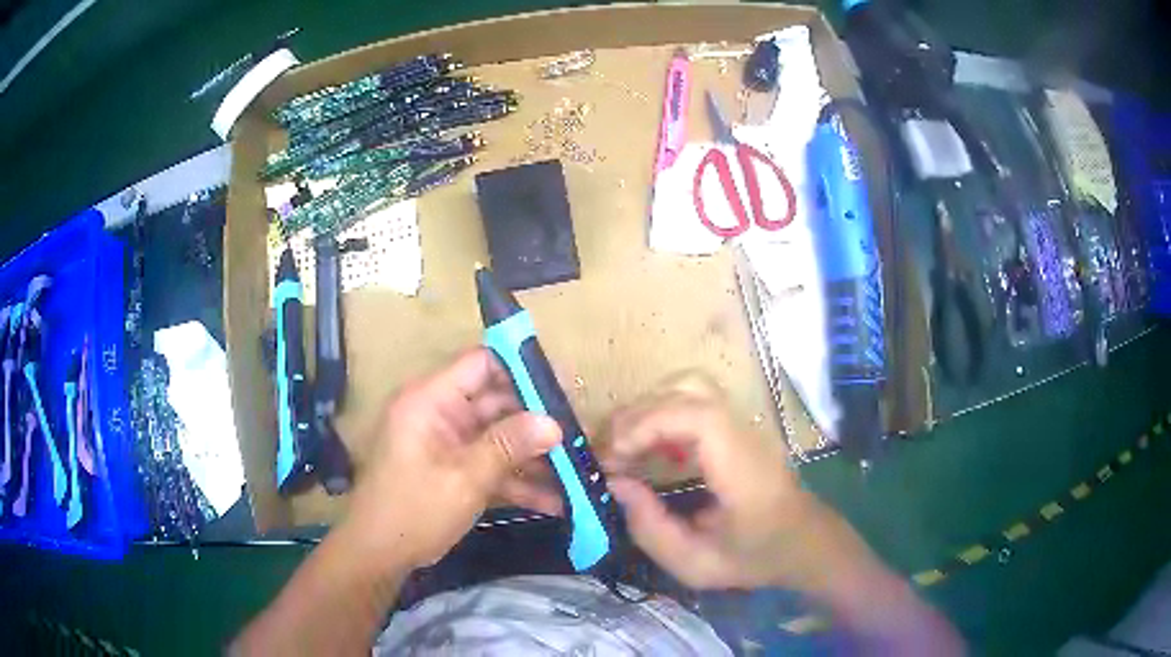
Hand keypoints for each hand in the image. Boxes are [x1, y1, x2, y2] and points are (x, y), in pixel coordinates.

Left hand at [344, 348, 561, 569]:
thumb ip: (508, 446)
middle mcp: (441, 414)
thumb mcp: (464, 478)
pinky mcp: (456, 470)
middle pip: (498, 404)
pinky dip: (518, 482)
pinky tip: (556, 502)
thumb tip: (555, 422)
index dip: (522, 369)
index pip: (482, 364)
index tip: (563, 387)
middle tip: (581, 437)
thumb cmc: (413, 509)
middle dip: (538, 422)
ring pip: (500, 439)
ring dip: (534, 458)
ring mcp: (449, 444)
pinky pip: (492, 466)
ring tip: (578, 472)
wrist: (379, 555)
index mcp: (431, 399)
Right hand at [605, 376, 878, 594]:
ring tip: (624, 448)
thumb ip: (651, 529)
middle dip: (639, 415)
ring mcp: (744, 425)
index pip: (700, 416)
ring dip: (648, 410)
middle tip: (609, 454)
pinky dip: (661, 415)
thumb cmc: (755, 557)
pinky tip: (650, 448)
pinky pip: (694, 402)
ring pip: (691, 387)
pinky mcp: (737, 426)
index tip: (616, 457)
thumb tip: (615, 483)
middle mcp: (745, 435)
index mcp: (743, 470)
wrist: (804, 542)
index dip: (650, 424)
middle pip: (690, 390)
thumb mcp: (696, 565)